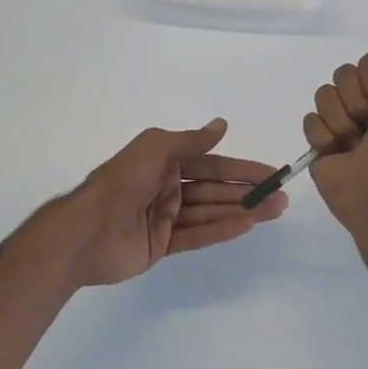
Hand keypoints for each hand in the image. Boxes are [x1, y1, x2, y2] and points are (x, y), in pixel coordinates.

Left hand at [51, 120, 287, 287]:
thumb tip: (222, 124)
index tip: (270, 173)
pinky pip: (197, 234)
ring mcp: (165, 217)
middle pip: (215, 188)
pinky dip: (222, 229)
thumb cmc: (122, 181)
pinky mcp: (161, 244)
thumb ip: (191, 141)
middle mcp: (167, 186)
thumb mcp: (156, 148)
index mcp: (163, 161)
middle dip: (247, 191)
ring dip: (242, 210)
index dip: (241, 167)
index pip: (211, 163)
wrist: (86, 229)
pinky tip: (246, 225)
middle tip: (281, 196)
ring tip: (274, 211)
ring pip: (210, 211)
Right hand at [304, 51, 367, 230]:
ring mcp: (339, 122)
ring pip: (324, 95)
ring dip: (342, 122)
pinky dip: (325, 138)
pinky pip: (310, 121)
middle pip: (343, 74)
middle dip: (358, 102)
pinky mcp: (318, 142)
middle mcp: (364, 105)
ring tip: (354, 144)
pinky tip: (338, 153)